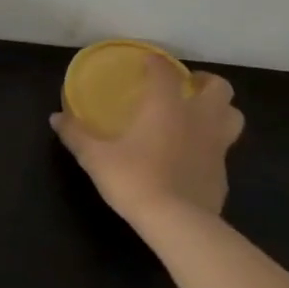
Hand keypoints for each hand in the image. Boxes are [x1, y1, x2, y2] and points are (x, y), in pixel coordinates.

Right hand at [52, 52, 242, 231]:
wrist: (178, 224)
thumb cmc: (134, 178)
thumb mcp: (95, 156)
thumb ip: (76, 134)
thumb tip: (55, 117)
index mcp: (166, 106)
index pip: (165, 71)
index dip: (155, 62)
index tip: (146, 62)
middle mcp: (197, 119)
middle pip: (220, 88)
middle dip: (204, 82)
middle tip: (185, 87)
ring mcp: (216, 147)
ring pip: (233, 116)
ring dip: (219, 110)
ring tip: (198, 116)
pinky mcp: (223, 175)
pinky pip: (223, 150)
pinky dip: (211, 146)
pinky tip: (191, 156)